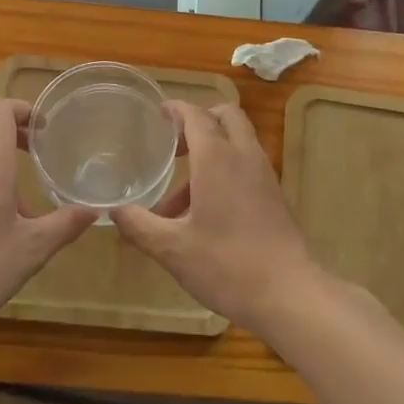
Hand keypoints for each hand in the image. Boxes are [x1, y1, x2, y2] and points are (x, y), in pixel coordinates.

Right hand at [114, 102, 325, 335]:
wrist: (289, 294)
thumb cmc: (226, 264)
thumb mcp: (172, 249)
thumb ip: (139, 225)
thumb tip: (114, 211)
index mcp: (217, 158)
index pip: (197, 115)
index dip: (177, 109)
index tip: (160, 112)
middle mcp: (244, 156)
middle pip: (226, 116)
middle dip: (200, 120)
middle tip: (175, 144)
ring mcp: (264, 175)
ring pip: (238, 142)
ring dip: (211, 151)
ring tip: (179, 196)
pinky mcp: (275, 195)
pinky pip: (247, 165)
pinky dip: (226, 170)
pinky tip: (205, 212)